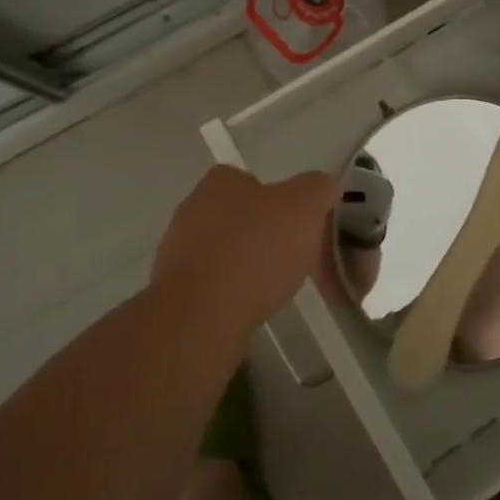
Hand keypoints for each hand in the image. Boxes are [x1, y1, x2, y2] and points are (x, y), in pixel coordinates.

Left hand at [152, 166, 338, 339]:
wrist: (202, 317)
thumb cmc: (255, 250)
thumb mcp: (306, 205)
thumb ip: (319, 188)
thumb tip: (323, 189)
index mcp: (220, 182)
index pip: (255, 181)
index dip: (285, 202)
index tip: (303, 227)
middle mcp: (194, 209)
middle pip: (245, 218)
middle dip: (272, 237)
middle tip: (300, 261)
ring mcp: (179, 252)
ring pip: (230, 254)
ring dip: (254, 268)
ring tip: (280, 290)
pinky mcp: (176, 293)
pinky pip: (217, 286)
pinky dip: (236, 295)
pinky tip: (253, 309)